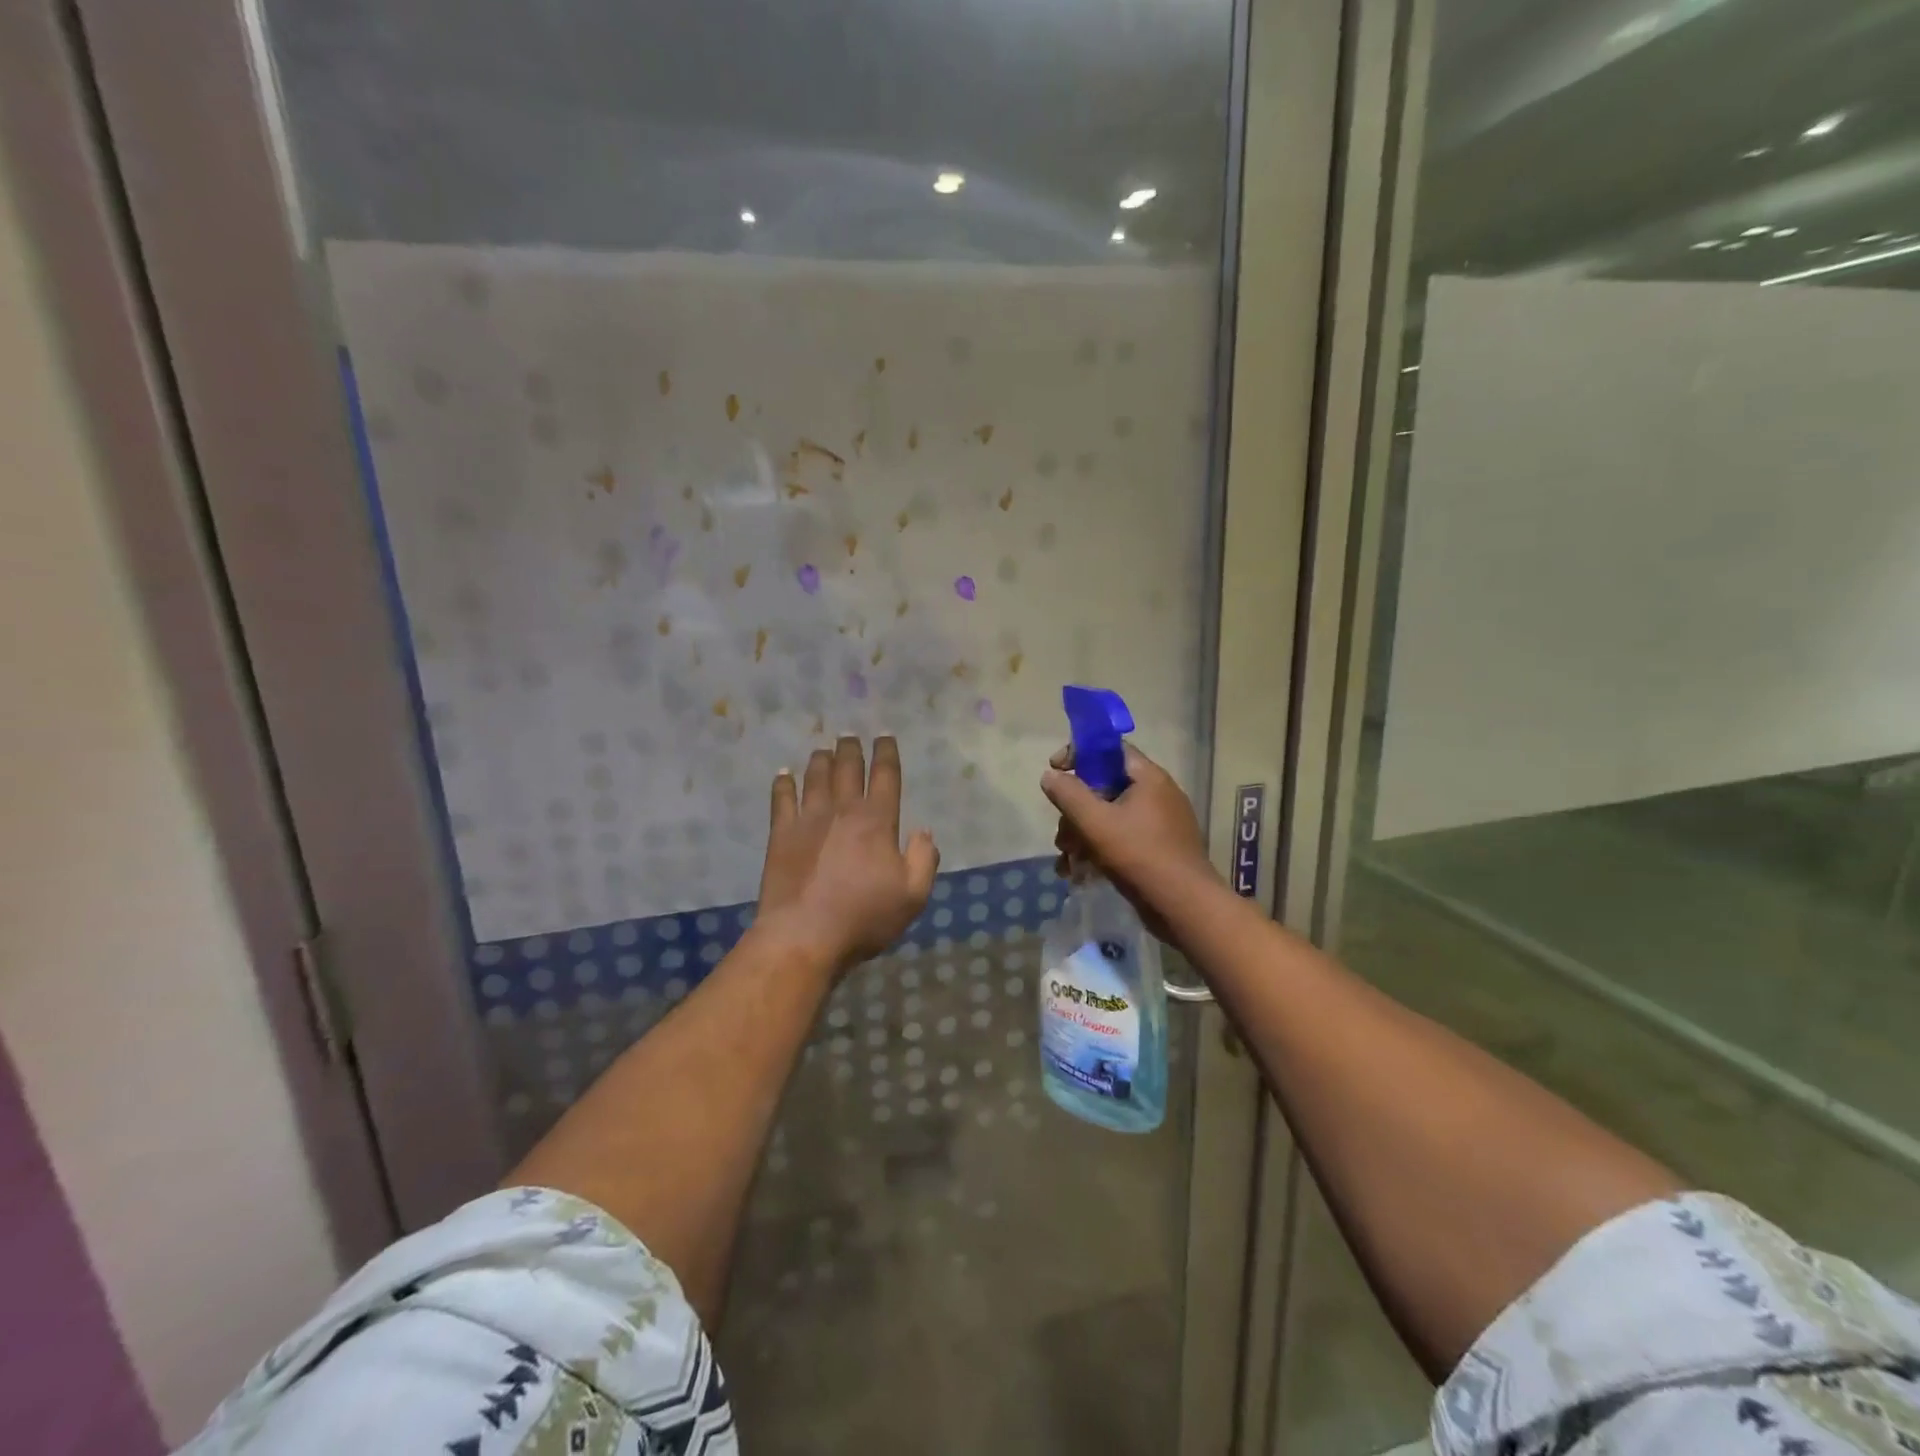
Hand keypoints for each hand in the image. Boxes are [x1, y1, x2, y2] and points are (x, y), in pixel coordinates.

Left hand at [756, 736, 939, 977]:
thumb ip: (924, 859)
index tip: (884, 736)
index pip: (885, 776)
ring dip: (821, 760)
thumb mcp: (913, 895)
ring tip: (823, 749)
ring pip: (815, 777)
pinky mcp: (781, 834)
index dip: (886, 753)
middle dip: (851, 749)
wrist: (805, 935)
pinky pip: (782, 799)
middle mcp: (843, 810)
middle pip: (848, 769)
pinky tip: (783, 774)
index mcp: (877, 821)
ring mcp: (808, 819)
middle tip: (849, 735)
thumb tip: (924, 832)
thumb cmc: (864, 917)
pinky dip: (783, 783)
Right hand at [1041, 742, 1215, 937]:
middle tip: (1062, 834)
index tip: (1055, 770)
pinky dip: (1099, 849)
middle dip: (1076, 809)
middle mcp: (1157, 794)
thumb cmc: (1139, 855)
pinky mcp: (1158, 849)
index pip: (1110, 749)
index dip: (1079, 754)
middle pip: (1105, 786)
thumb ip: (1068, 794)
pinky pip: (1122, 838)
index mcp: (1149, 778)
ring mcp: (1160, 823)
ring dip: (1083, 834)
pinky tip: (1080, 873)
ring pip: (1110, 816)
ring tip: (1068, 860)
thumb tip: (1050, 775)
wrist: (1184, 906)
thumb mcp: (1095, 822)